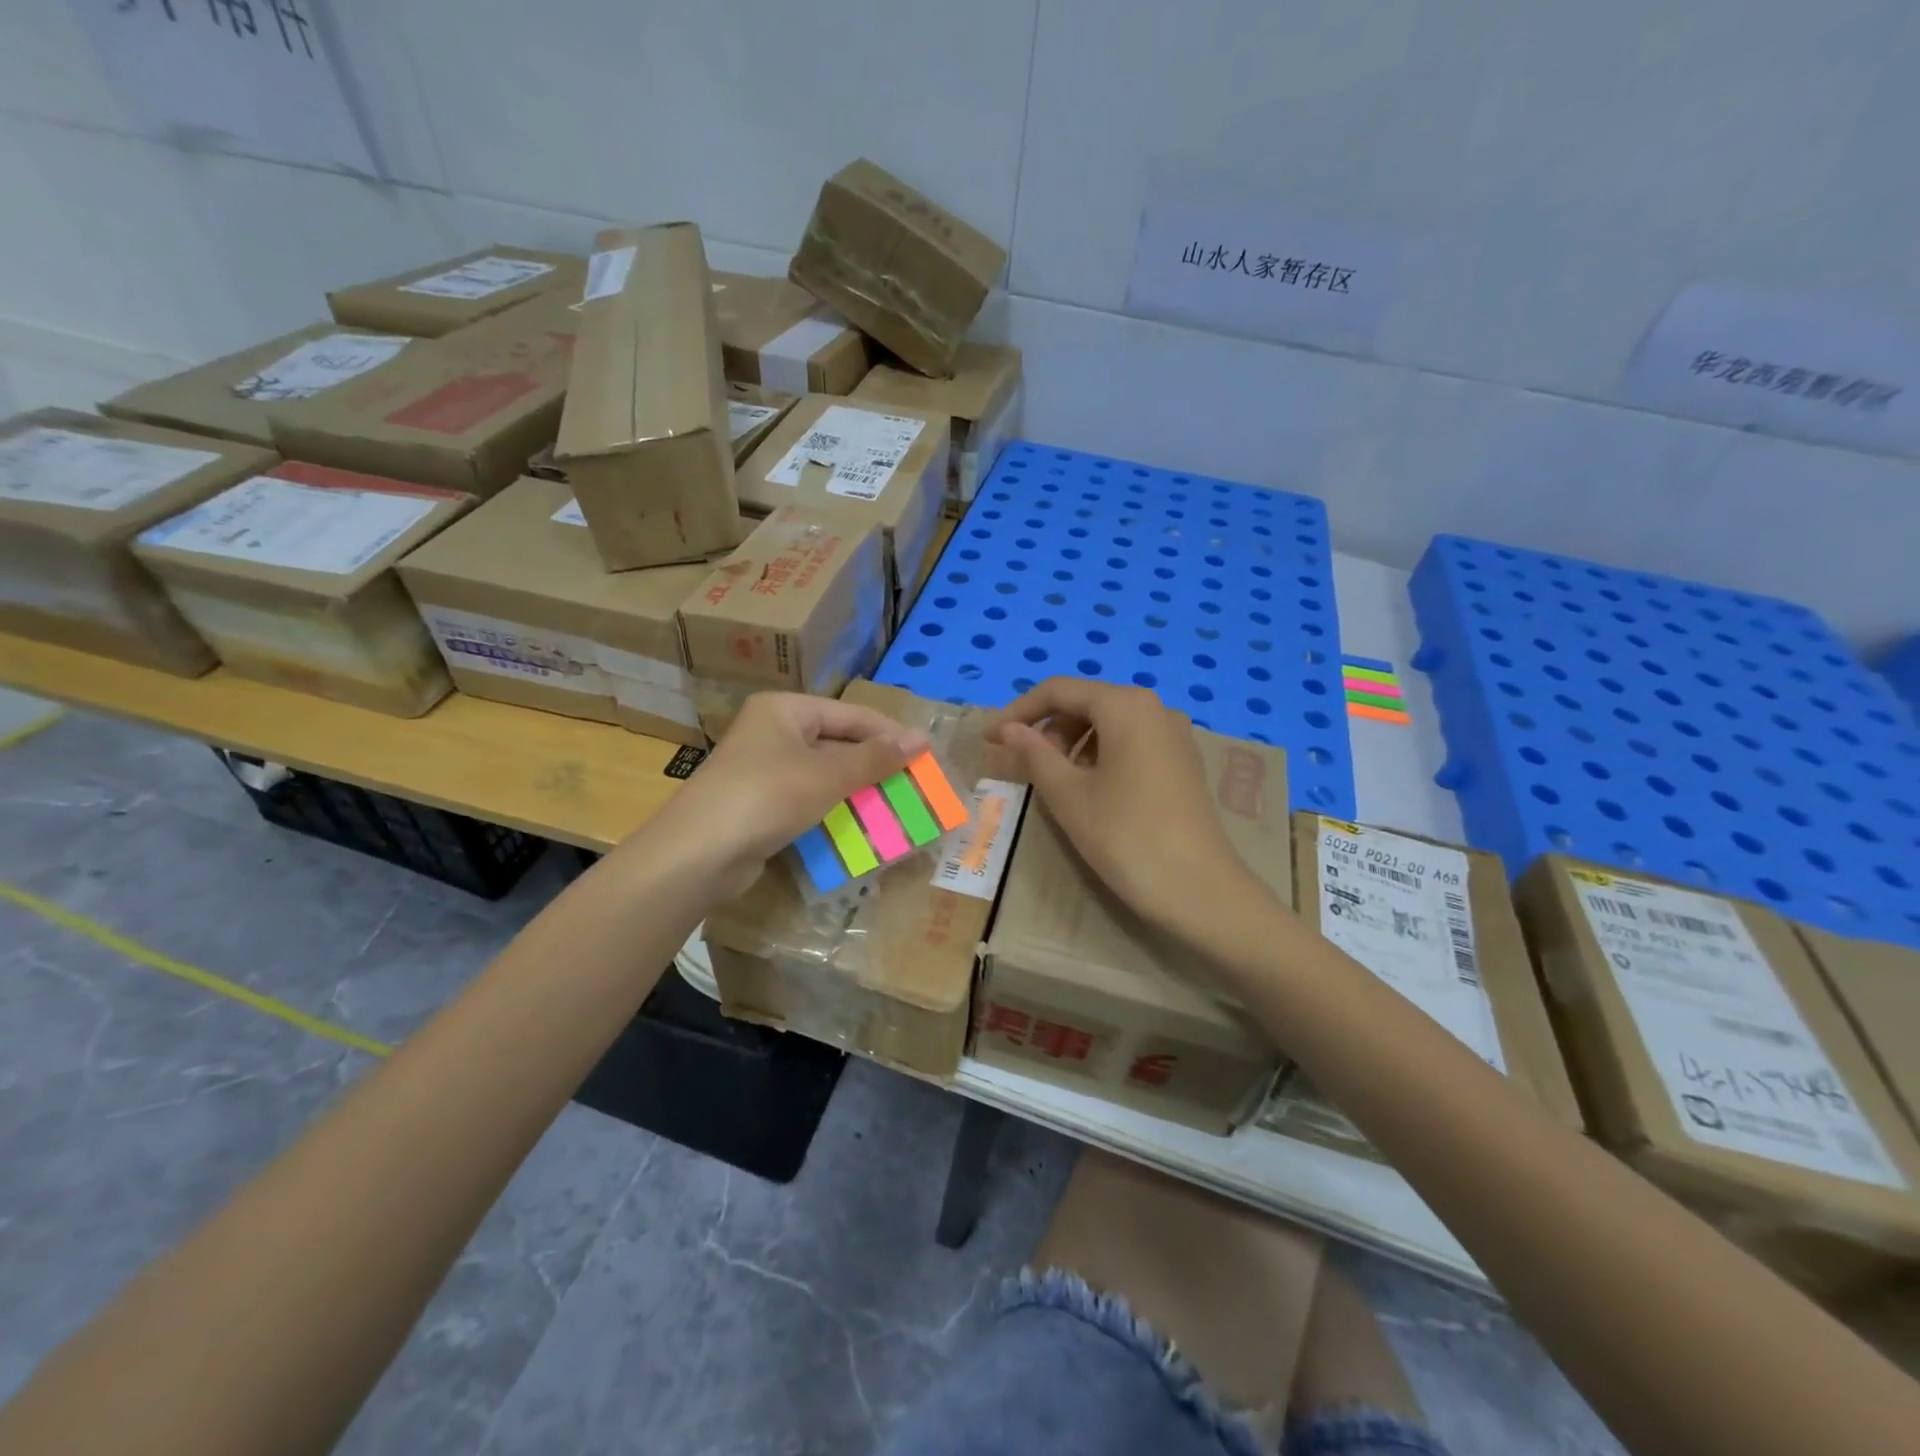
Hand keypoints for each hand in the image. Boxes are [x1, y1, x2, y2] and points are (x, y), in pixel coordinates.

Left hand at [652, 692, 928, 898]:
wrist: (698, 854)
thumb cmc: (767, 797)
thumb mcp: (828, 774)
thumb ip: (875, 758)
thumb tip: (922, 738)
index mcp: (785, 710)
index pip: (850, 714)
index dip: (890, 733)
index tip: (926, 755)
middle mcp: (773, 732)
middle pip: (837, 741)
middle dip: (874, 763)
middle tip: (914, 782)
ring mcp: (764, 769)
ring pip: (824, 772)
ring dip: (858, 788)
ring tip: (896, 804)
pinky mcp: (761, 803)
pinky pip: (808, 797)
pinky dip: (834, 807)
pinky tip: (861, 823)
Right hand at [987, 678, 1265, 939]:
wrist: (1201, 891)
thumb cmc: (1126, 837)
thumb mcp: (1069, 796)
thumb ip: (1033, 754)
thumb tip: (1007, 729)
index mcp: (1125, 706)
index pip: (1059, 691)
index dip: (1018, 711)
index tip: (988, 739)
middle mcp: (1155, 708)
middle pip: (1086, 702)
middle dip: (1046, 727)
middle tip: (1017, 763)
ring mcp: (1174, 734)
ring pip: (1109, 723)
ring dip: (1071, 742)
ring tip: (1051, 778)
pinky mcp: (1182, 761)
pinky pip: (1131, 741)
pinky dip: (1100, 754)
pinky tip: (1088, 787)